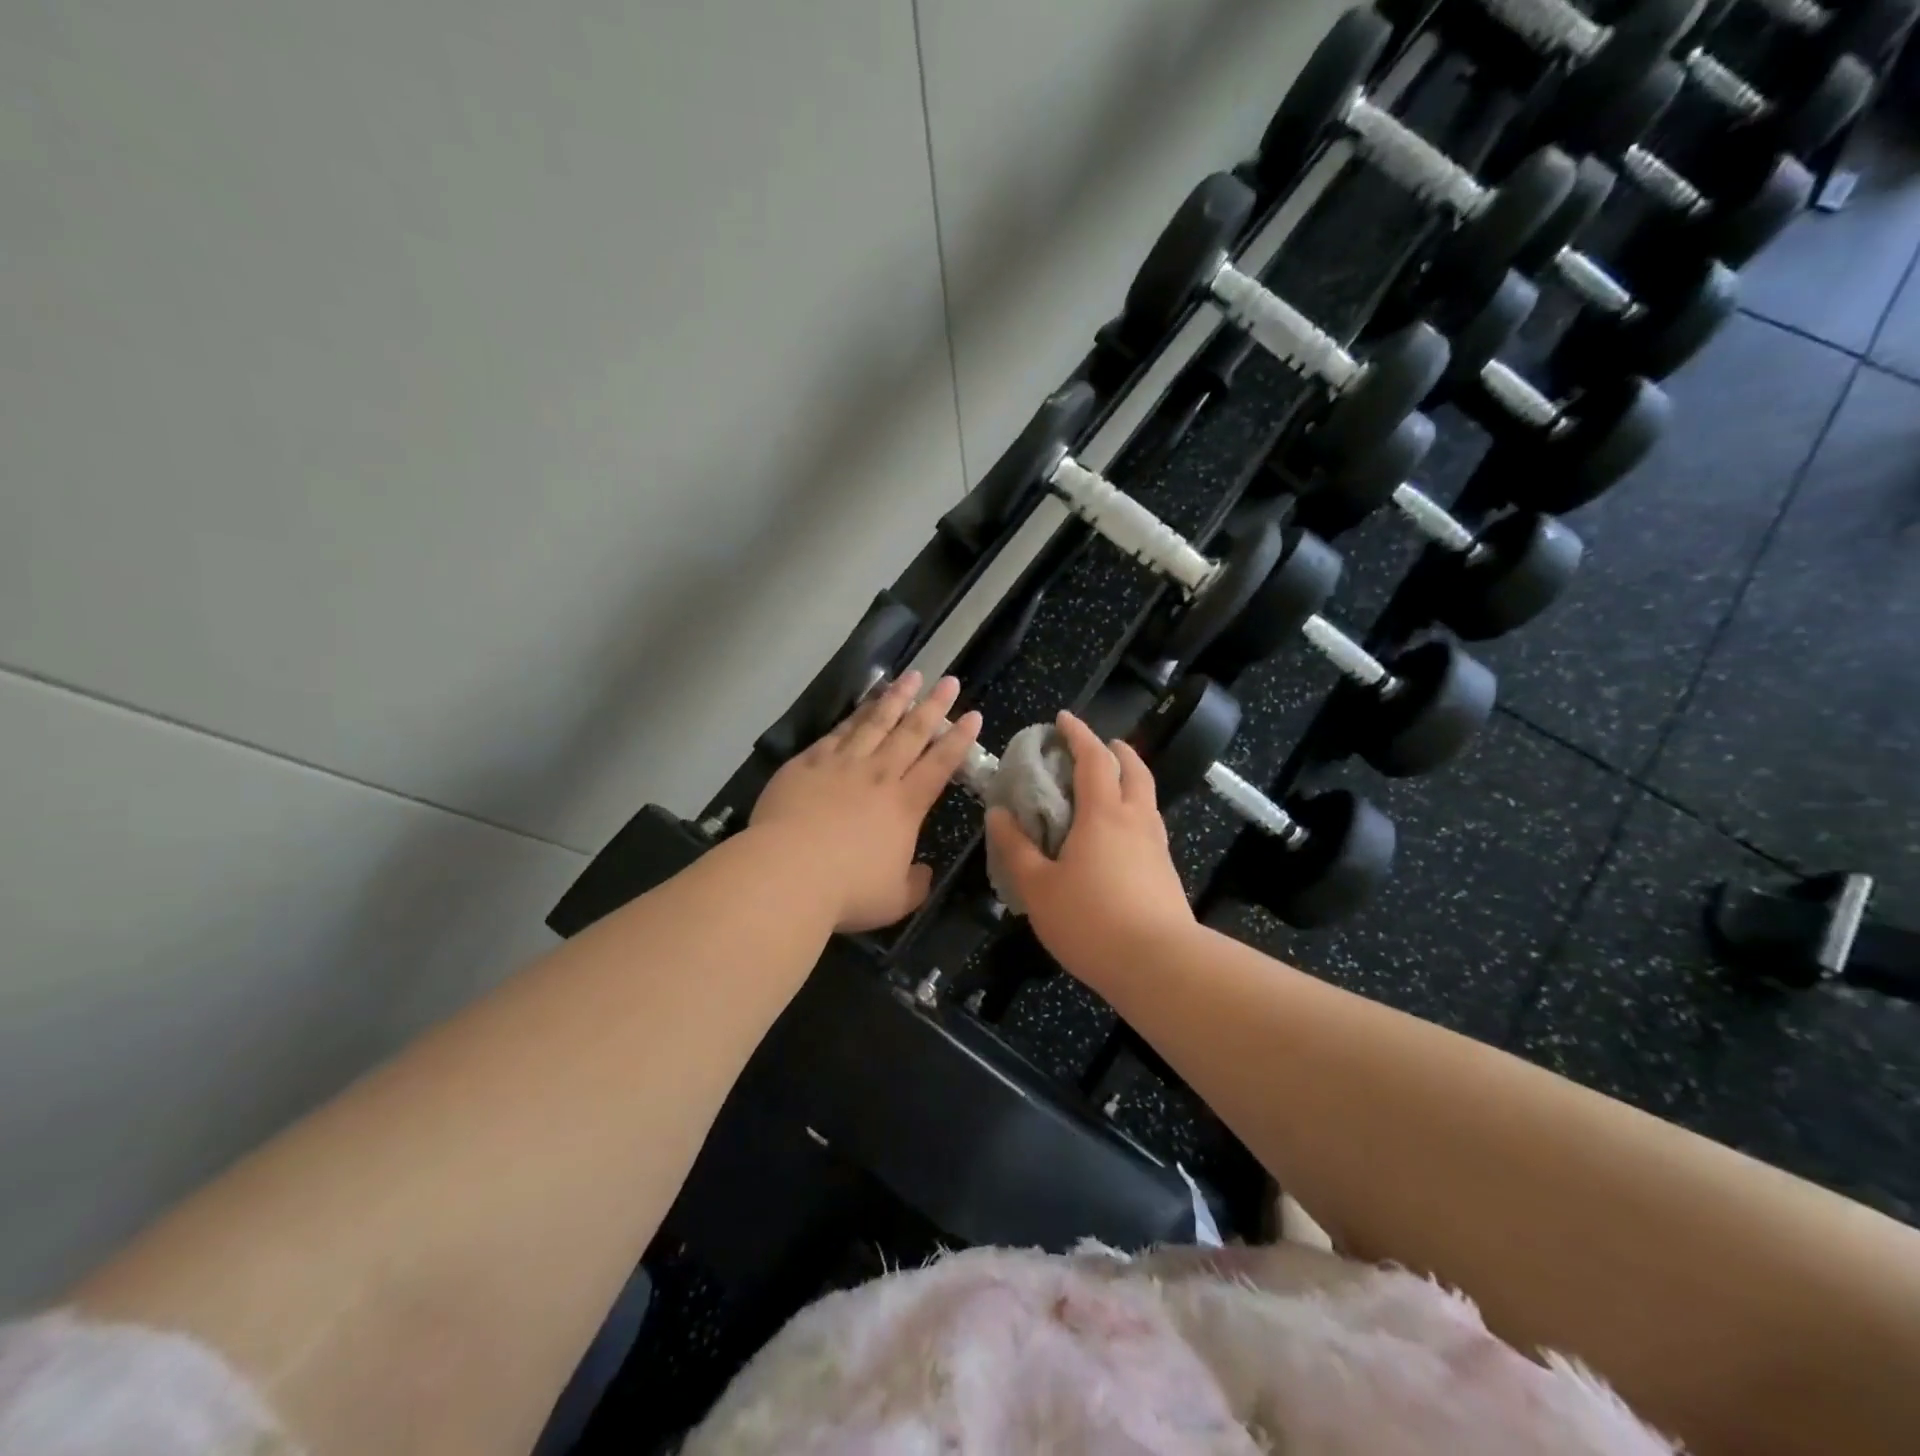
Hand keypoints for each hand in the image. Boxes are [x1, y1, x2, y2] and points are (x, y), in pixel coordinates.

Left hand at [750, 672, 980, 932]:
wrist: (787, 873)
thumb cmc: (847, 891)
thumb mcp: (894, 900)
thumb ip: (914, 884)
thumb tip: (923, 872)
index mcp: (905, 805)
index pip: (940, 764)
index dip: (959, 739)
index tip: (972, 715)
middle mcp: (878, 776)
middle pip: (911, 733)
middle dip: (933, 705)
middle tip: (948, 680)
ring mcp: (841, 765)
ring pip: (875, 722)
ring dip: (896, 698)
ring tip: (910, 677)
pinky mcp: (807, 764)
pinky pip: (837, 733)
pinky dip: (854, 716)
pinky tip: (862, 706)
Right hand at [984, 712, 1194, 981]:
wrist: (1159, 965)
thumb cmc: (1090, 920)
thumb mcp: (1037, 888)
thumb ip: (1015, 849)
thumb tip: (998, 814)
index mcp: (1103, 813)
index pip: (1093, 758)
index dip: (1078, 733)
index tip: (1063, 719)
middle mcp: (1136, 819)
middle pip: (1134, 770)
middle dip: (1116, 750)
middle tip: (1097, 746)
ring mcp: (1157, 846)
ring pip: (1147, 797)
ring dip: (1129, 779)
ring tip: (1106, 788)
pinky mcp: (1166, 872)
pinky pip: (1149, 825)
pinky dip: (1133, 812)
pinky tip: (1117, 837)